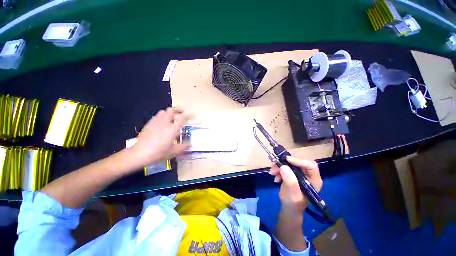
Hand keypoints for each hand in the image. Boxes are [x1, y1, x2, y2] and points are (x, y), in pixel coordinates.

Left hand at [131, 107, 189, 165]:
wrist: (140, 153)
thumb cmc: (159, 152)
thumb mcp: (173, 151)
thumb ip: (183, 147)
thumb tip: (190, 145)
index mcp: (172, 129)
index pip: (182, 118)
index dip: (189, 115)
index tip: (192, 115)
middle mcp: (165, 123)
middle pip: (171, 110)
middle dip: (178, 110)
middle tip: (182, 113)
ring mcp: (156, 122)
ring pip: (163, 111)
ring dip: (169, 113)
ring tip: (172, 118)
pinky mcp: (149, 124)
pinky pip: (157, 116)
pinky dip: (162, 116)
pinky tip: (162, 123)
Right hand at [269, 156, 322, 212]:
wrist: (288, 208)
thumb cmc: (293, 204)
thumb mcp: (293, 195)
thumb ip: (291, 182)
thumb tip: (283, 166)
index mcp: (314, 179)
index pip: (310, 165)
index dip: (299, 160)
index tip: (286, 160)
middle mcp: (308, 174)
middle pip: (298, 161)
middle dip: (285, 163)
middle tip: (275, 166)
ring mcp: (299, 172)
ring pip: (289, 162)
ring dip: (279, 165)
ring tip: (272, 173)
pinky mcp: (292, 172)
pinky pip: (284, 165)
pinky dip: (278, 168)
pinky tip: (275, 176)